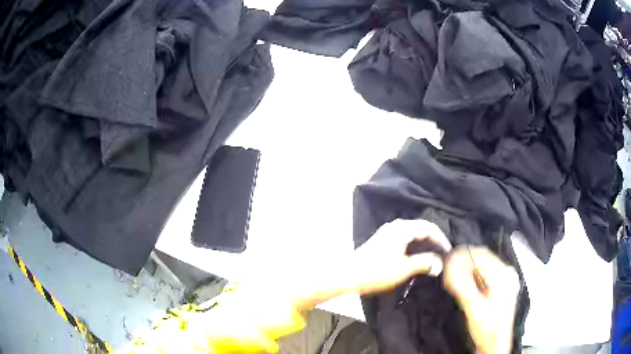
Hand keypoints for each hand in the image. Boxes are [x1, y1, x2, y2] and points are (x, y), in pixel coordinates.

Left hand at [351, 219, 451, 294]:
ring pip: (413, 234)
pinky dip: (415, 246)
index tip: (449, 252)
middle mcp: (396, 225)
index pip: (429, 228)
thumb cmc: (376, 272)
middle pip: (421, 229)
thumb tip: (439, 263)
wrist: (347, 275)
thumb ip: (424, 263)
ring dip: (424, 244)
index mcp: (402, 228)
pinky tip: (417, 257)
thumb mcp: (403, 269)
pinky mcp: (383, 240)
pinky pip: (405, 239)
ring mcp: (388, 232)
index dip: (441, 239)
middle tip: (443, 255)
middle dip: (434, 241)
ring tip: (433, 257)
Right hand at [443, 247, 519, 353]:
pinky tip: (463, 284)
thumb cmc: (487, 329)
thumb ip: (463, 287)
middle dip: (463, 262)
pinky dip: (471, 276)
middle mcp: (506, 274)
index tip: (447, 260)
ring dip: (466, 269)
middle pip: (483, 258)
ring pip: (482, 266)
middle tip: (447, 270)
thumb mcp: (474, 309)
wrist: (495, 344)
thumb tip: (450, 266)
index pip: (482, 255)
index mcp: (503, 276)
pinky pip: (484, 274)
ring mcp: (504, 279)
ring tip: (452, 278)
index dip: (462, 255)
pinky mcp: (500, 286)